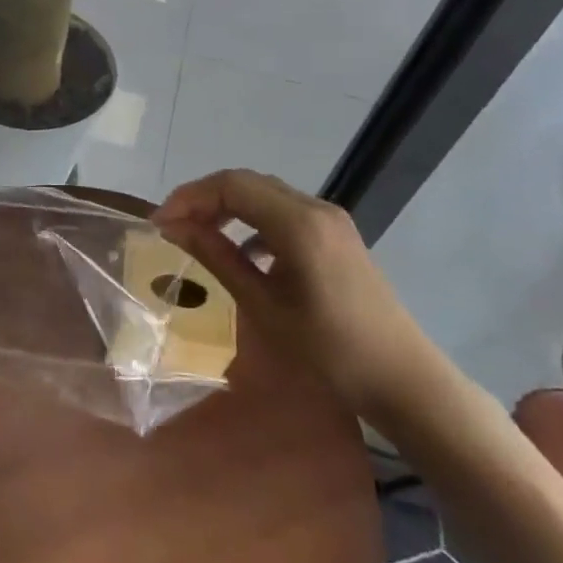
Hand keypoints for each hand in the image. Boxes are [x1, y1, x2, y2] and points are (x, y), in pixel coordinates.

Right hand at [154, 169, 428, 417]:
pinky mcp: (336, 234)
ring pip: (265, 194)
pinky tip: (242, 251)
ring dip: (228, 206)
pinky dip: (253, 220)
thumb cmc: (329, 351)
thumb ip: (217, 257)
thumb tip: (174, 227)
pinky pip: (284, 211)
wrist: (403, 380)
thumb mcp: (263, 306)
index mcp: (298, 222)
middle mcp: (315, 207)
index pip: (231, 185)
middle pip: (247, 182)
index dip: (189, 197)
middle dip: (204, 198)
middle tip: (172, 226)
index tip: (159, 224)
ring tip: (198, 235)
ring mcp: (330, 219)